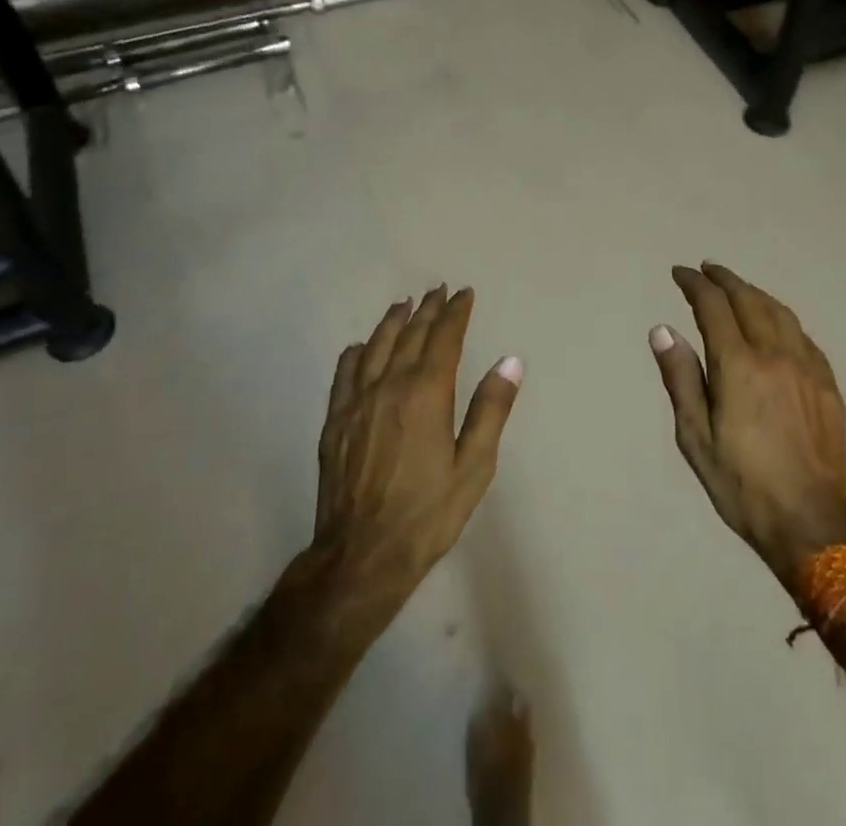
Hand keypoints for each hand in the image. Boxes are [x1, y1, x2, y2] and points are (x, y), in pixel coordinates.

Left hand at [315, 286, 522, 598]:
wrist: (362, 554)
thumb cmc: (427, 513)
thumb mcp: (474, 467)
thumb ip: (491, 410)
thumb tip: (510, 361)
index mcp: (426, 393)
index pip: (443, 338)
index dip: (455, 313)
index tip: (464, 294)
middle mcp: (389, 385)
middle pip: (410, 335)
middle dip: (427, 310)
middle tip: (438, 290)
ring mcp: (357, 401)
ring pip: (376, 347)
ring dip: (392, 322)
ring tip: (403, 304)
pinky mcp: (335, 421)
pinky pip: (344, 373)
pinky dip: (355, 353)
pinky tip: (359, 347)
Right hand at [649, 263, 845, 588]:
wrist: (813, 524)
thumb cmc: (743, 484)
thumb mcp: (695, 437)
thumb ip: (681, 378)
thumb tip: (663, 330)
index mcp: (738, 365)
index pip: (713, 306)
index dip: (695, 284)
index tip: (680, 273)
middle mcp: (775, 355)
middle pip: (749, 300)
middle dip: (725, 280)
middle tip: (707, 269)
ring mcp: (807, 368)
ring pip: (780, 313)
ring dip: (755, 293)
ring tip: (738, 288)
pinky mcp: (828, 386)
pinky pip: (803, 336)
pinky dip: (782, 319)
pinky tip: (777, 325)